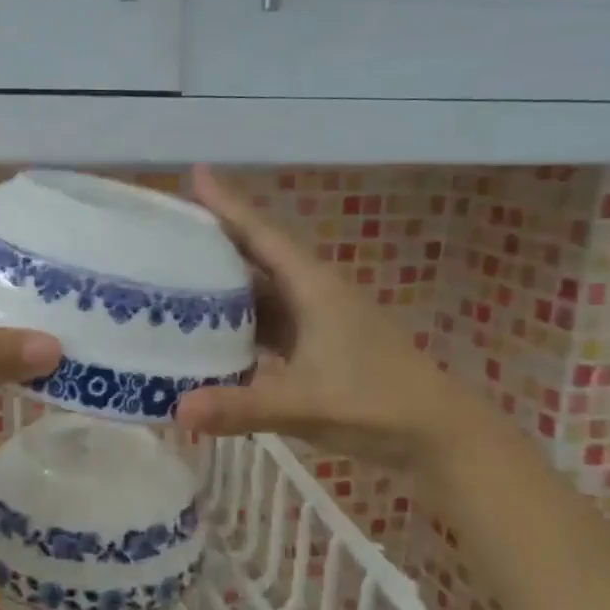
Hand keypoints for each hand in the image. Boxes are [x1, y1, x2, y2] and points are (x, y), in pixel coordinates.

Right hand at [175, 166, 471, 465]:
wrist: (440, 436)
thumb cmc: (377, 405)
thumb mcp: (304, 404)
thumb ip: (241, 407)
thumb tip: (177, 409)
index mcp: (313, 288)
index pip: (262, 234)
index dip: (228, 203)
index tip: (194, 173)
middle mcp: (313, 294)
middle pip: (258, 255)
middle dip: (216, 239)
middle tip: (169, 228)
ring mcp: (317, 321)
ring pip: (262, 291)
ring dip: (225, 282)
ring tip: (178, 275)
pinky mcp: (318, 346)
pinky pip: (268, 322)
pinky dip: (240, 321)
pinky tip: (212, 332)